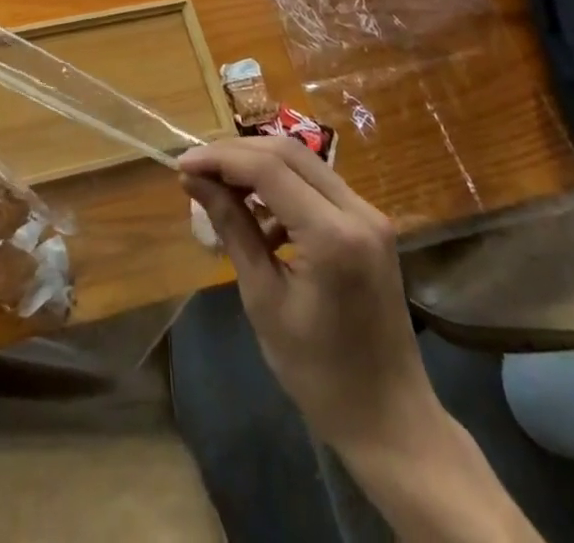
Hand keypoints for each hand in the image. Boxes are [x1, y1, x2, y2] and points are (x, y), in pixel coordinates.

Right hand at [179, 138, 439, 456]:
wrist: (391, 421)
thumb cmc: (320, 374)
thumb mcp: (264, 299)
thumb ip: (232, 228)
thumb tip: (194, 180)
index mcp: (332, 235)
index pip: (268, 168)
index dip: (220, 159)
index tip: (181, 165)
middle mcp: (358, 211)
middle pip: (288, 153)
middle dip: (236, 153)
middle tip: (197, 169)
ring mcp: (370, 214)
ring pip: (304, 162)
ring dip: (258, 166)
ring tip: (219, 188)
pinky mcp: (371, 224)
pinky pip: (319, 185)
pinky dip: (283, 186)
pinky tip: (259, 216)